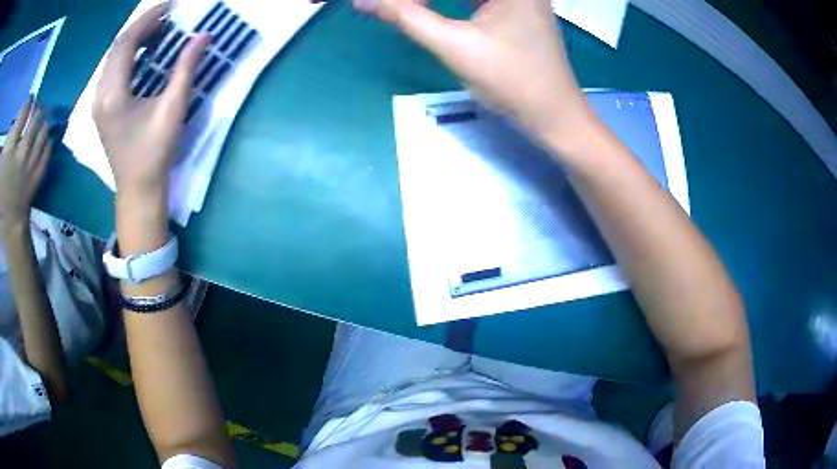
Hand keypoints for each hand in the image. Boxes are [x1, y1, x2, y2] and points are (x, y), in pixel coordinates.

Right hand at [1, 98, 50, 223]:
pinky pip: (46, 153)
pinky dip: (47, 142)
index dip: (28, 102)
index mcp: (10, 148)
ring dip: (44, 122)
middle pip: (35, 120)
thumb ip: (4, 148)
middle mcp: (21, 151)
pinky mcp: (37, 177)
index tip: (30, 99)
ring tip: (43, 117)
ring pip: (43, 132)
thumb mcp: (0, 169)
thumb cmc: (0, 197)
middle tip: (38, 106)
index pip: (23, 113)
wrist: (8, 229)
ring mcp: (30, 164)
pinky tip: (46, 138)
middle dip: (38, 110)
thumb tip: (8, 132)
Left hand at [92, 2, 209, 199]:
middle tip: (167, 17)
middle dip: (141, 27)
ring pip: (112, 59)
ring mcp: (98, 103)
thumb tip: (203, 36)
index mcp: (113, 95)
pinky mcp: (102, 109)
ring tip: (158, 31)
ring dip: (134, 41)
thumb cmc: (154, 153)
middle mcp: (100, 95)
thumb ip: (185, 69)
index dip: (147, 20)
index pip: (126, 43)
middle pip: (116, 48)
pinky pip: (112, 72)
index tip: (170, 6)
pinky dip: (128, 56)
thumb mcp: (172, 109)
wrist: (137, 189)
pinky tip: (144, 54)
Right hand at [355, 0, 591, 143]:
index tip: (389, 5)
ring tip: (408, 8)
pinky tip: (430, 7)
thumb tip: (363, 1)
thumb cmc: (513, 82)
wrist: (555, 116)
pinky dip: (455, 1)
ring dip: (433, 0)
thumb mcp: (455, 46)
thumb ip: (407, 18)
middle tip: (397, 7)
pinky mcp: (518, 8)